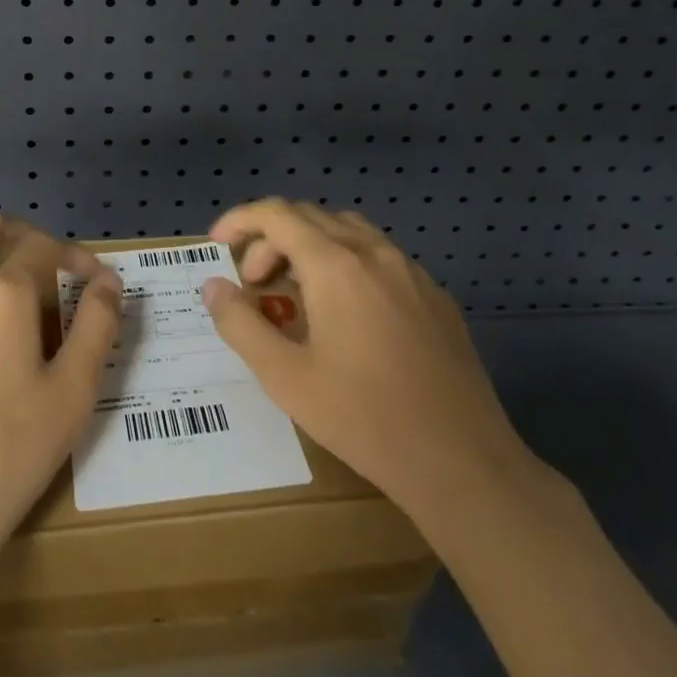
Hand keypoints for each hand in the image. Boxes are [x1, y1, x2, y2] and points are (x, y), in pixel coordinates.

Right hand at [202, 199, 531, 514]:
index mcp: (336, 265)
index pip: (277, 214)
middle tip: (253, 282)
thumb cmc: (364, 418)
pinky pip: (380, 256)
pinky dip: (346, 262)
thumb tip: (213, 286)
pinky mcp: (435, 295)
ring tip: (295, 291)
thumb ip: (240, 324)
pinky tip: (346, 314)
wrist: (463, 462)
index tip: (217, 244)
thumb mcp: (285, 377)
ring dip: (310, 245)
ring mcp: (411, 271)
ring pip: (348, 231)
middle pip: (310, 217)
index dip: (240, 220)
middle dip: (270, 238)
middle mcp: (374, 253)